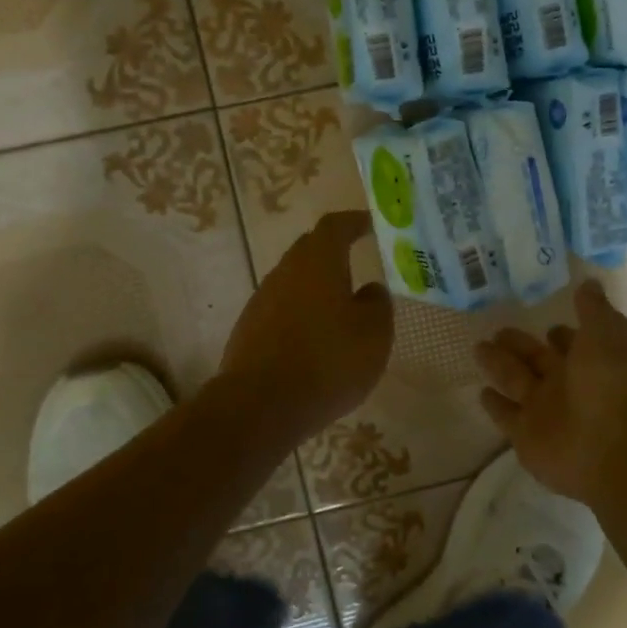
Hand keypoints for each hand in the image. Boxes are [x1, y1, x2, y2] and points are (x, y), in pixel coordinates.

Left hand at [220, 211, 392, 444]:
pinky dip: (300, 314)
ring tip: (339, 306)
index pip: (335, 226)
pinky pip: (281, 310)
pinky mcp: (249, 330)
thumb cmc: (328, 361)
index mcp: (318, 262)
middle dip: (333, 251)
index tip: (370, 223)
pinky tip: (313, 339)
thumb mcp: (374, 333)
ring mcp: (261, 300)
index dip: (354, 222)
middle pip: (310, 250)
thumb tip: (370, 289)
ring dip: (316, 286)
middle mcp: (285, 272)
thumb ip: (377, 304)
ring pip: (294, 281)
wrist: (261, 405)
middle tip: (357, 260)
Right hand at [474, 279, 626, 503]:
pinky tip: (482, 393)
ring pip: (516, 382)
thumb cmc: (613, 384)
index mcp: (591, 361)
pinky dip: (495, 406)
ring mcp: (546, 412)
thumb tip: (589, 283)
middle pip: (537, 360)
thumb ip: (593, 310)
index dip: (560, 335)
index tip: (547, 324)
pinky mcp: (526, 437)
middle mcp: (568, 386)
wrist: (614, 449)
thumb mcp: (607, 333)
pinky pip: (506, 416)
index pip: (571, 344)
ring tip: (478, 348)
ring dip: (499, 366)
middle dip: (520, 346)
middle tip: (498, 331)